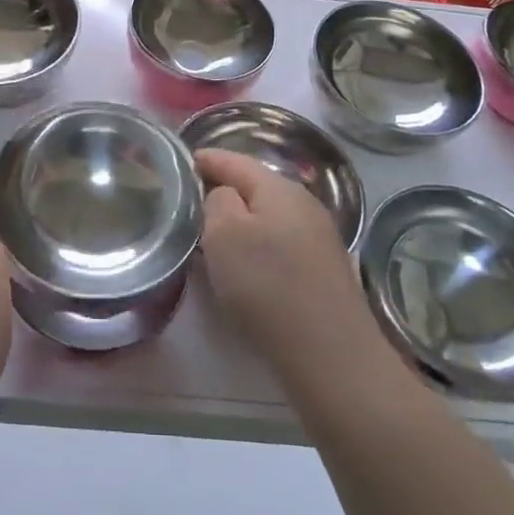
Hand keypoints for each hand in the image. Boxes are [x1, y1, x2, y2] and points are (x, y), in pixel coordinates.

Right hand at [196, 149, 374, 384]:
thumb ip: (217, 202)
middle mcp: (305, 204)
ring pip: (269, 216)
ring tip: (212, 233)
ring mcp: (319, 238)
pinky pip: (281, 243)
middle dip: (224, 189)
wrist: (332, 355)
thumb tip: (224, 196)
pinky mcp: (324, 271)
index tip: (182, 163)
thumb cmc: (268, 286)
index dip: (206, 159)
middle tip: (191, 200)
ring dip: (242, 220)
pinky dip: (258, 245)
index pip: (235, 160)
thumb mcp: (224, 235)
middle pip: (255, 187)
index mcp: (279, 188)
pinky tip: (246, 264)